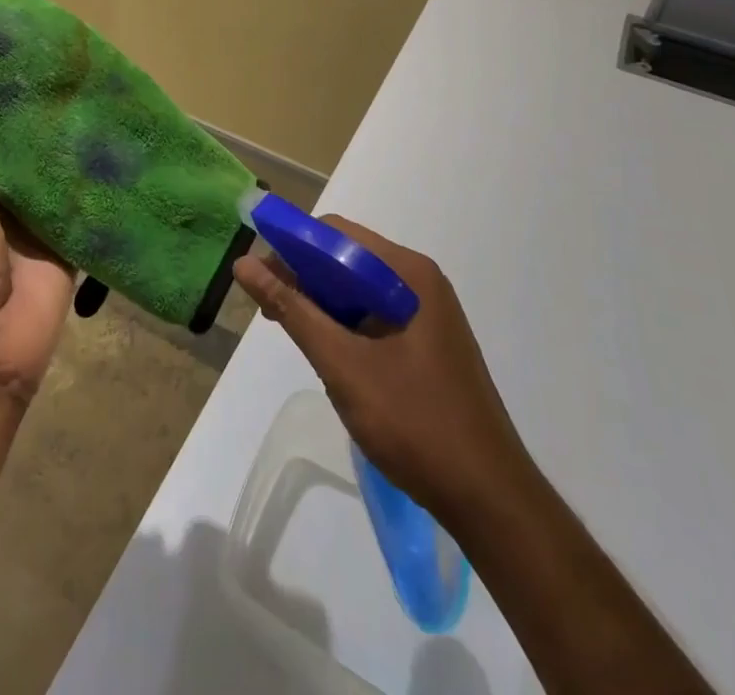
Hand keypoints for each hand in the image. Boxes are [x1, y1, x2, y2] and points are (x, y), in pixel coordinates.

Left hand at [0, 87, 74, 404]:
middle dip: (49, 123)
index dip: (7, 105)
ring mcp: (44, 225)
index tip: (28, 62)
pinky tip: (124, 151)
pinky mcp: (74, 246)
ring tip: (105, 99)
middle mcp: (11, 203)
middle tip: (77, 73)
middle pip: (33, 156)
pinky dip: (102, 188)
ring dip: (78, 151)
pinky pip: (89, 212)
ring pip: (63, 179)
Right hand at [234, 214, 532, 515]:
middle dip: (303, 276)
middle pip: (347, 258)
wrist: (491, 501)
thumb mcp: (342, 364)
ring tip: (289, 330)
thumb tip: (243, 264)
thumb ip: (292, 309)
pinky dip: (345, 324)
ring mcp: (427, 314)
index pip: (337, 233)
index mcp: (407, 273)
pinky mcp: (427, 343)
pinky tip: (327, 352)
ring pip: (359, 289)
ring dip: (321, 302)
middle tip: (268, 308)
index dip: (292, 245)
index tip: (258, 273)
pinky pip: (375, 315)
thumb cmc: (415, 423)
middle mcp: (420, 282)